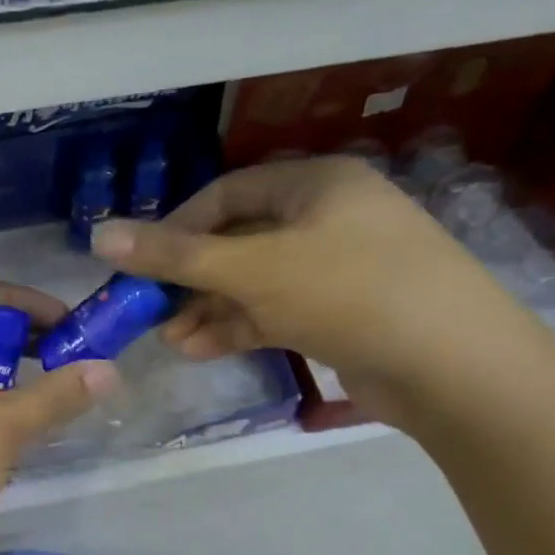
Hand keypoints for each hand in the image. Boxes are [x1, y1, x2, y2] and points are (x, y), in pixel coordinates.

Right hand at [91, 157, 552, 424]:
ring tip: (170, 339)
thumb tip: (98, 234)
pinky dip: (240, 327)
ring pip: (255, 281)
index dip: (176, 226)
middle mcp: (329, 217)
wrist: (457, 369)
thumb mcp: (252, 270)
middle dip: (190, 278)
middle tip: (149, 309)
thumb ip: (174, 255)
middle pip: (238, 240)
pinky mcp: (345, 312)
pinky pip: (278, 310)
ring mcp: (340, 267)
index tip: (140, 262)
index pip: (226, 194)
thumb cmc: (348, 292)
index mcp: (316, 184)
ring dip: (209, 308)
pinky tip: (202, 350)